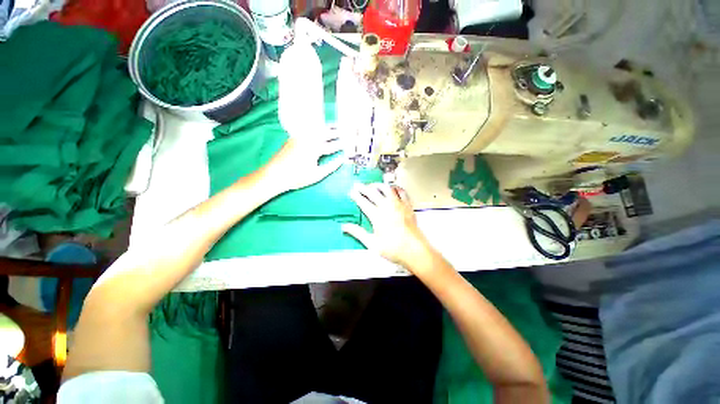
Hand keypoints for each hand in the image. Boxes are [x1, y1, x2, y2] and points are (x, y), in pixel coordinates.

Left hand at [264, 134, 343, 192]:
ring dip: (326, 128)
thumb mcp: (316, 175)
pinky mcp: (293, 138)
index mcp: (314, 149)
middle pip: (324, 133)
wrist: (274, 174)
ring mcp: (299, 137)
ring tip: (334, 126)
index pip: (331, 146)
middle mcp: (307, 140)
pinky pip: (308, 129)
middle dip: (335, 132)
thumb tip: (341, 160)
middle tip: (344, 130)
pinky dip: (316, 128)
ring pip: (316, 129)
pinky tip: (319, 129)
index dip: (340, 145)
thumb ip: (330, 167)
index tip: (348, 143)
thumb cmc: (297, 177)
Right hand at [343, 183, 436, 270]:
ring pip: (387, 188)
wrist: (414, 250)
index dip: (355, 196)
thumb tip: (344, 227)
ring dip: (378, 185)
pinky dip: (396, 188)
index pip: (363, 202)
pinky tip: (393, 188)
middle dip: (363, 188)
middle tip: (357, 185)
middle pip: (373, 192)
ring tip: (373, 185)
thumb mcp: (372, 243)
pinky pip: (401, 192)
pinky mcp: (407, 206)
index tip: (350, 191)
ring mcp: (398, 204)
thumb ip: (358, 233)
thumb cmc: (393, 249)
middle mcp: (387, 206)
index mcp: (377, 215)